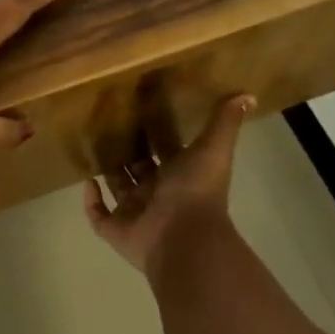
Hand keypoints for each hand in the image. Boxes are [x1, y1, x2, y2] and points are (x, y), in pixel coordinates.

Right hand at [83, 91, 255, 277]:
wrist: (184, 238)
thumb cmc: (196, 191)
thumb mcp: (213, 148)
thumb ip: (225, 122)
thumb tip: (248, 95)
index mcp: (180, 176)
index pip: (167, 152)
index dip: (157, 136)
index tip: (140, 112)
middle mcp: (157, 194)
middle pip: (140, 170)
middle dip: (128, 152)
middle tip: (108, 125)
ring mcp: (136, 213)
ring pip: (119, 190)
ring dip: (108, 173)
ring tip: (92, 147)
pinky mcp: (116, 230)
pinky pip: (98, 215)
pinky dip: (91, 201)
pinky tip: (86, 181)